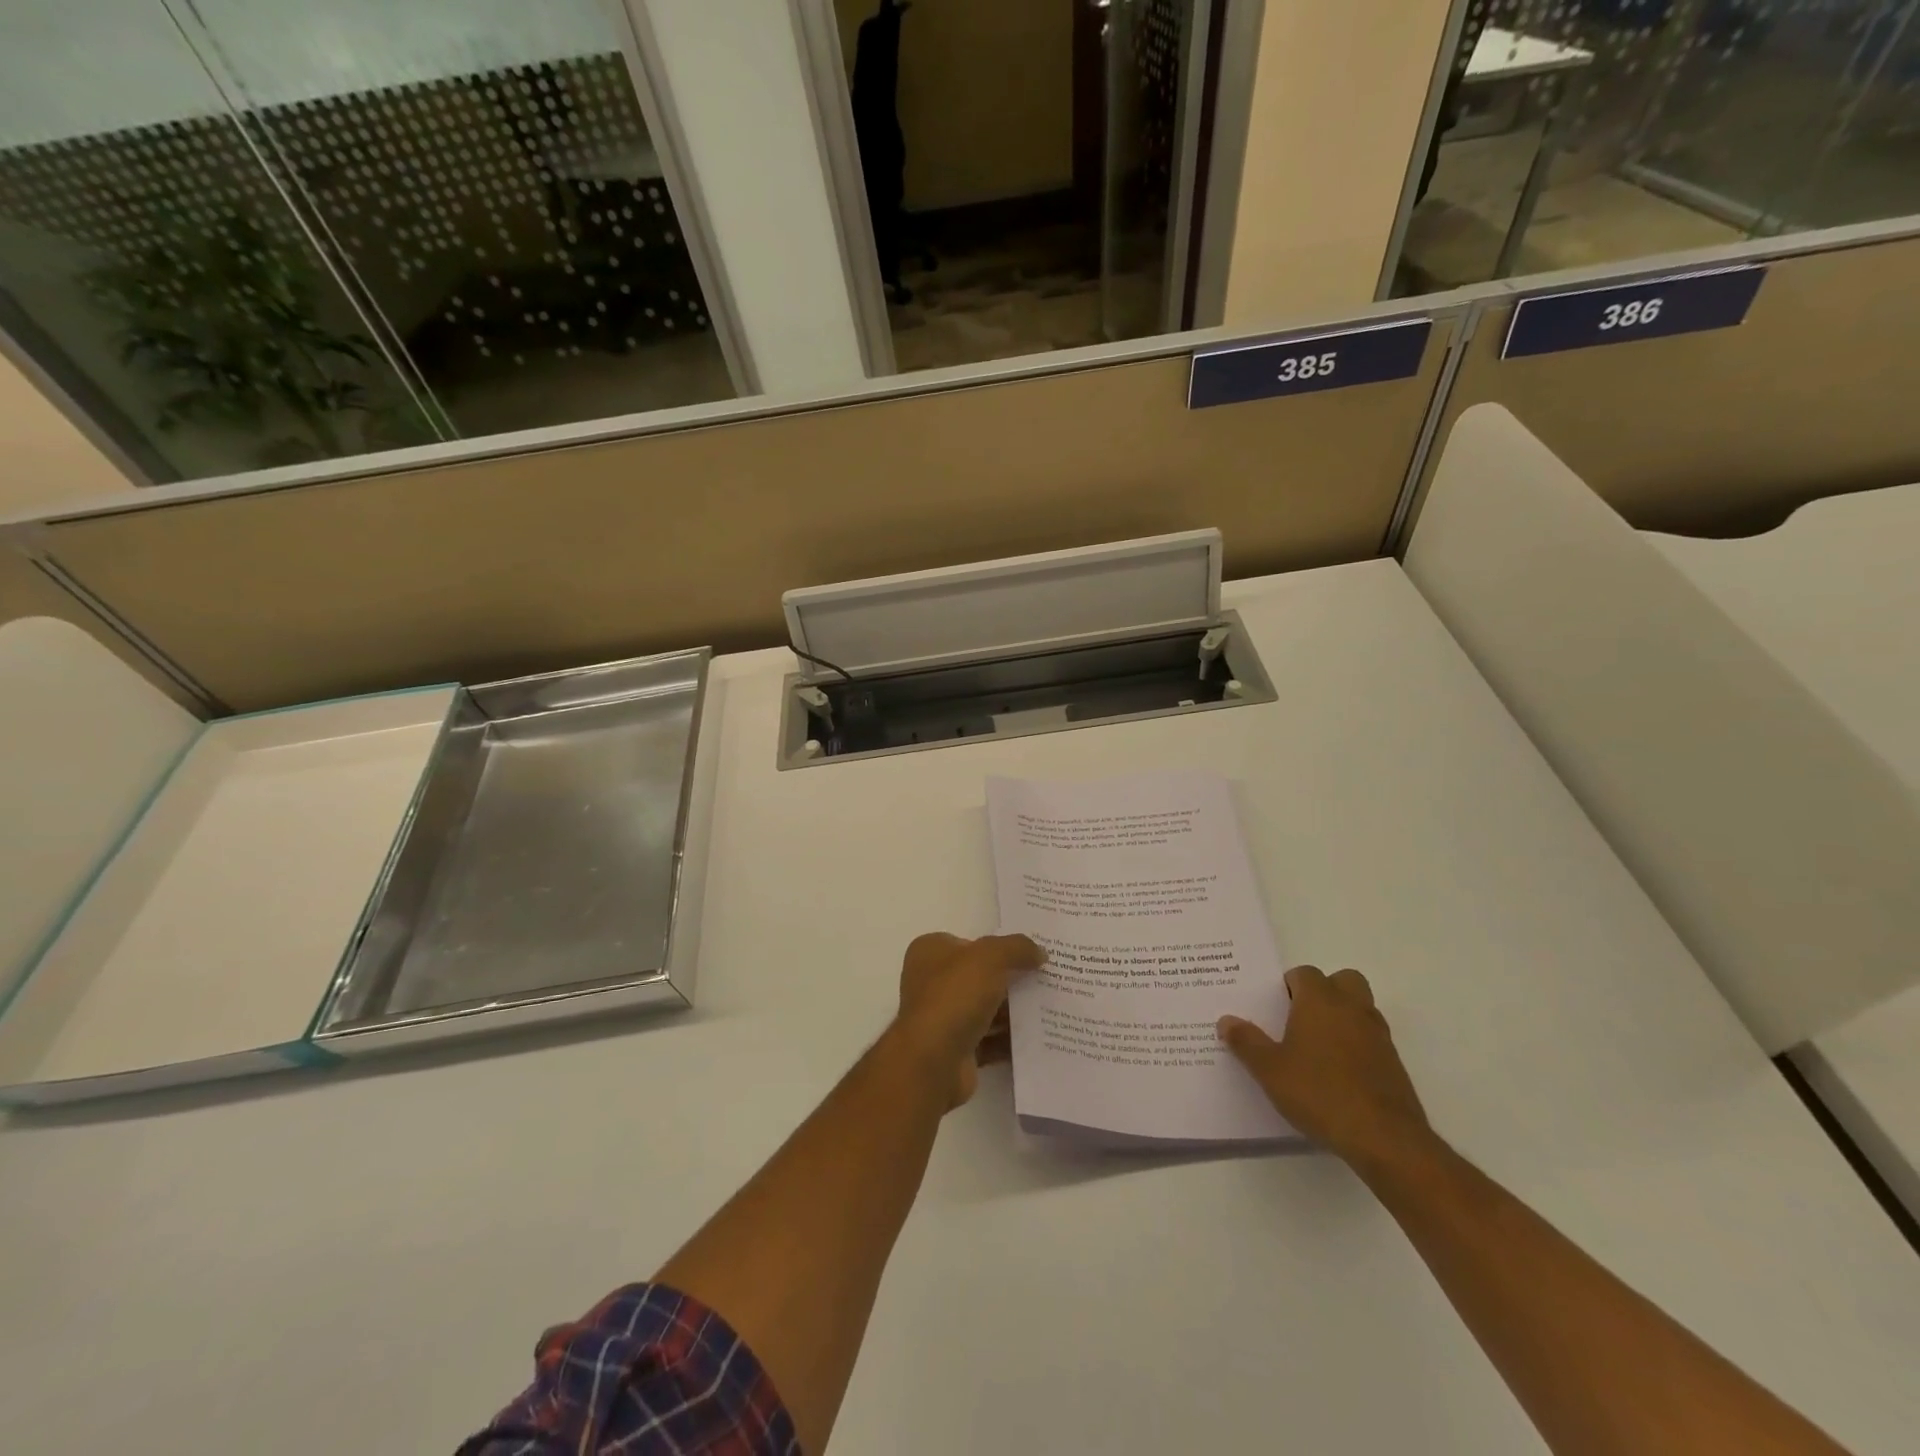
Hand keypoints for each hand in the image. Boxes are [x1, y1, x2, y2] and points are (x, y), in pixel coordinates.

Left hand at [892, 932, 1045, 1108]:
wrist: (933, 1061)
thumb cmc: (955, 996)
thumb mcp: (990, 957)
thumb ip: (1017, 948)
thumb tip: (1039, 953)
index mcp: (930, 952)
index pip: (969, 943)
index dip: (998, 946)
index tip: (1030, 954)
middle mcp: (931, 982)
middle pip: (980, 976)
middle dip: (1011, 979)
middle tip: (1046, 980)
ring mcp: (942, 1017)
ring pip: (986, 1008)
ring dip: (1014, 1011)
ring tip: (1050, 1008)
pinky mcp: (955, 1049)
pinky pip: (990, 1039)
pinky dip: (1011, 1039)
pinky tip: (1040, 1037)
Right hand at [1218, 966, 1432, 1172]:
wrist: (1384, 1138)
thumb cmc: (1319, 1092)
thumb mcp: (1269, 1070)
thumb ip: (1246, 1042)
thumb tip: (1226, 1021)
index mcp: (1320, 1001)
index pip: (1305, 973)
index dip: (1289, 985)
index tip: (1275, 1006)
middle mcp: (1352, 1009)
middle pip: (1343, 980)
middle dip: (1325, 991)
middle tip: (1301, 1017)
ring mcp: (1378, 1035)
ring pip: (1361, 1008)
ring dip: (1343, 1017)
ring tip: (1318, 1046)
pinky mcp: (1394, 1064)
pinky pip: (1372, 1039)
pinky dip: (1358, 1045)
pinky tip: (1339, 1074)